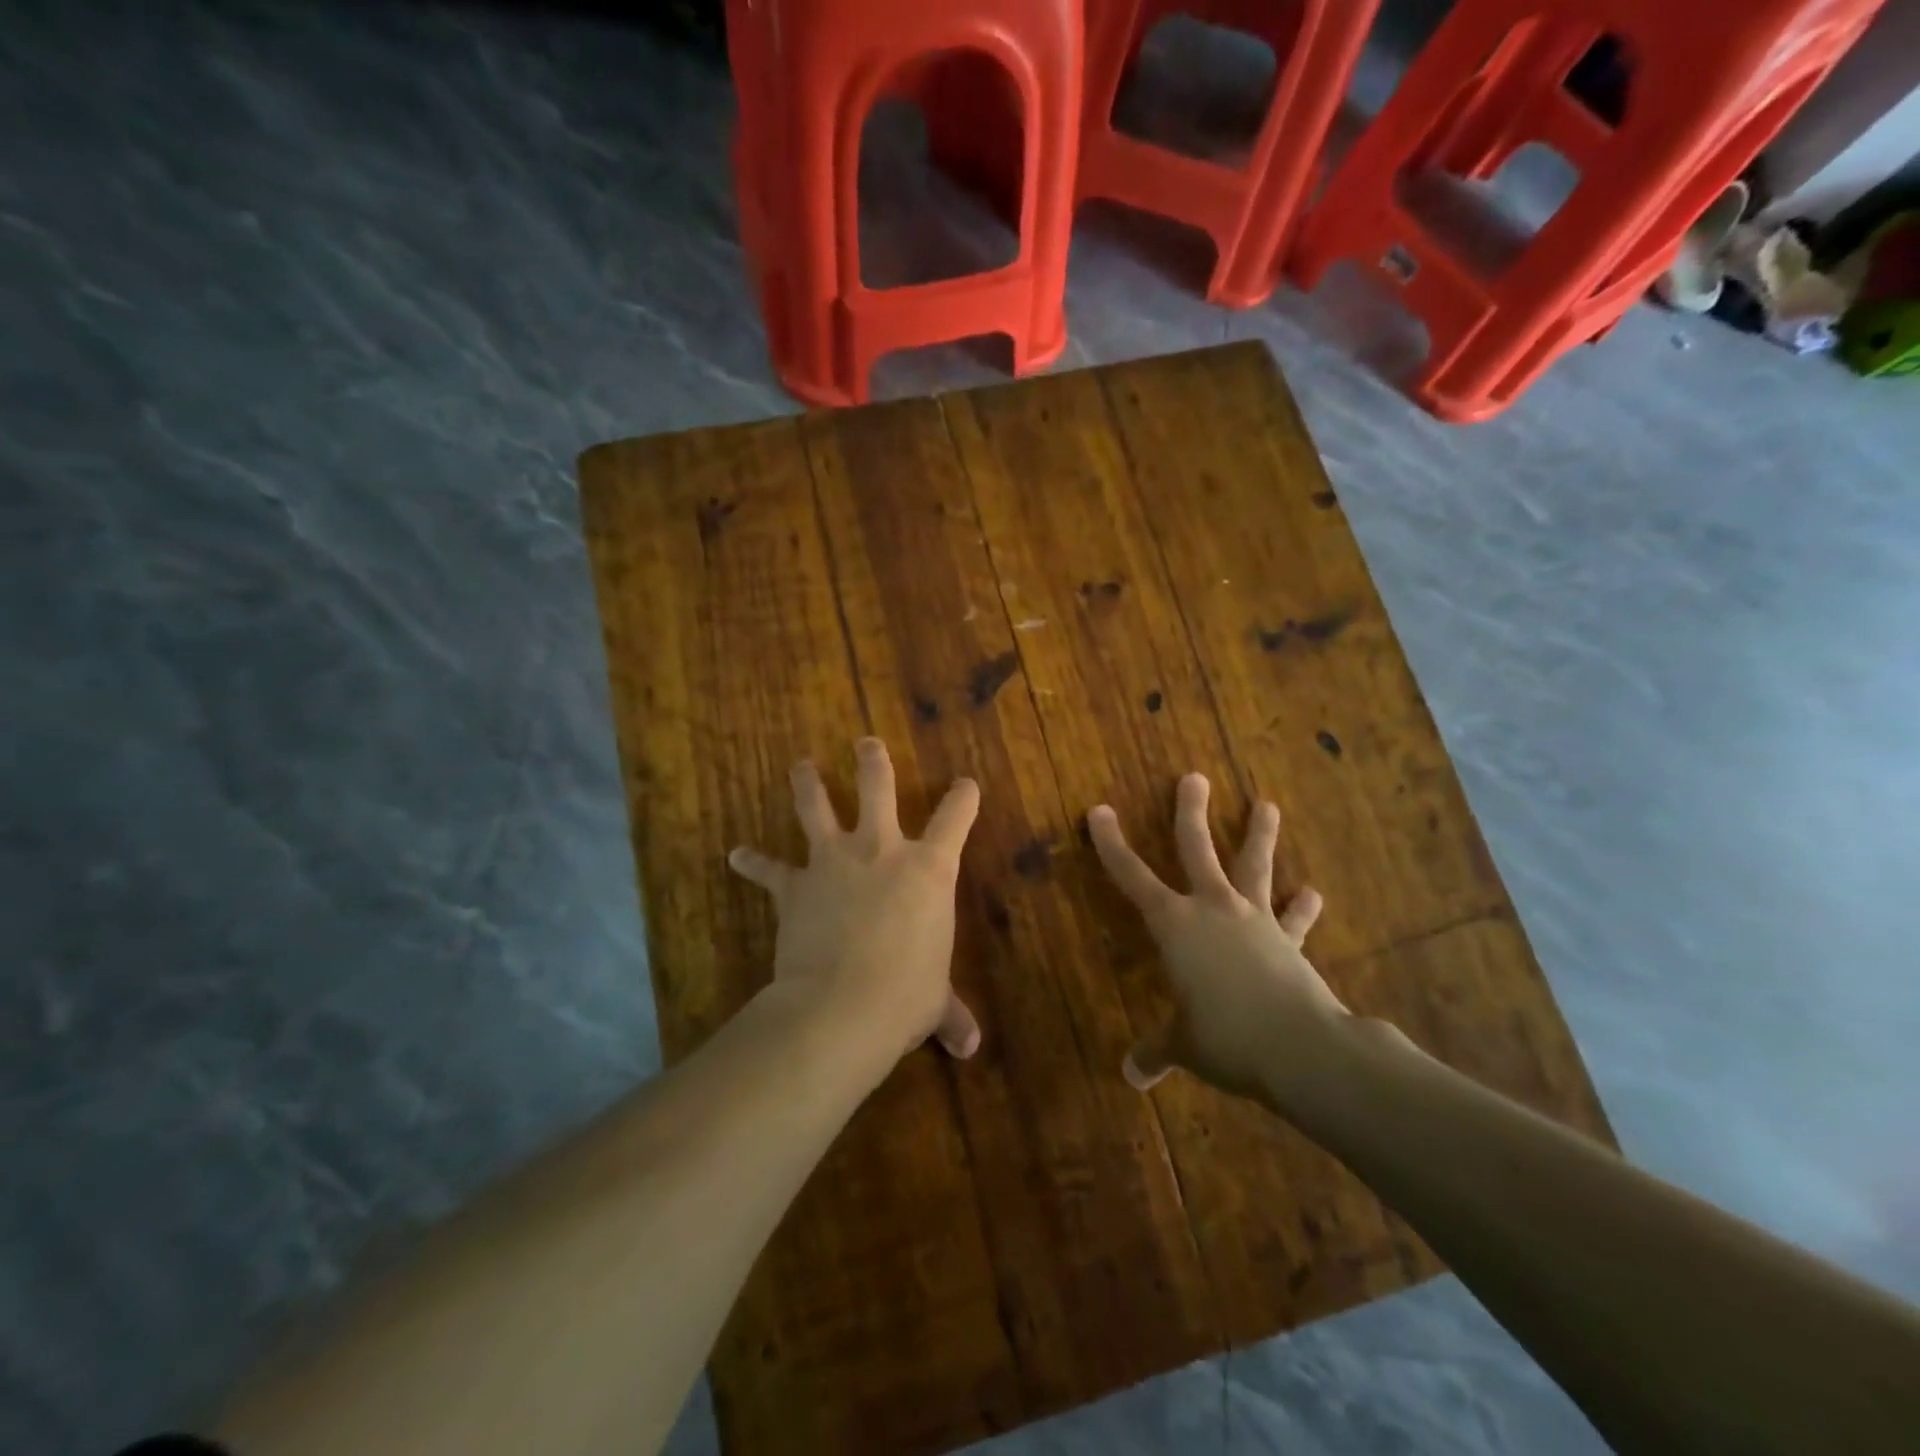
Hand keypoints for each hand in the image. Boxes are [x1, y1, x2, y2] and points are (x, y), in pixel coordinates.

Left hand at [729, 738, 982, 1063]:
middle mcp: (882, 850)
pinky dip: (753, 863)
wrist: (841, 1005)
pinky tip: (737, 855)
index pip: (955, 819)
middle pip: (877, 788)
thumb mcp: (934, 1002)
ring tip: (800, 766)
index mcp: (929, 869)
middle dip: (872, 762)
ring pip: (817, 808)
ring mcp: (834, 861)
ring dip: (807, 784)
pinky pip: (770, 870)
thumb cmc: (905, 995)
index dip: (963, 798)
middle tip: (865, 743)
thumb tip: (971, 1049)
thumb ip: (951, 1014)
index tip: (966, 783)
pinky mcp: (795, 885)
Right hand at [1088, 773, 1342, 1100]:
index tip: (1099, 811)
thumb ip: (1157, 1052)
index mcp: (1174, 925)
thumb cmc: (1225, 1038)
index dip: (1111, 844)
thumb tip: (1133, 1076)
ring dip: (1260, 835)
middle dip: (1190, 812)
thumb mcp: (1184, 1044)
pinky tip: (1314, 893)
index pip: (1132, 876)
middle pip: (1197, 849)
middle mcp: (1212, 909)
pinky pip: (1294, 918)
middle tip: (1194, 778)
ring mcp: (1255, 920)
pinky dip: (1303, 907)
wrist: (1300, 1048)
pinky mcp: (1288, 941)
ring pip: (1254, 866)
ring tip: (1267, 804)